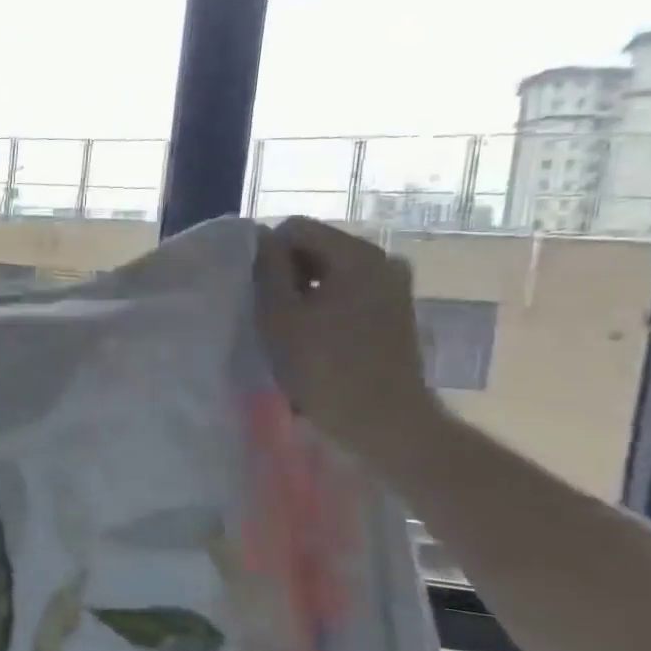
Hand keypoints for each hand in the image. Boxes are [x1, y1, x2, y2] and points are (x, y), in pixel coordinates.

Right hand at [253, 216, 440, 463]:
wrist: (385, 422)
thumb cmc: (324, 368)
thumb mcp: (280, 316)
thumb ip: (267, 269)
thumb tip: (259, 237)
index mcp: (357, 254)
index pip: (296, 228)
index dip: (266, 254)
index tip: (254, 290)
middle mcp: (383, 259)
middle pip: (317, 246)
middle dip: (287, 272)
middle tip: (268, 310)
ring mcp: (395, 285)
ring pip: (331, 271)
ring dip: (305, 290)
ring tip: (289, 326)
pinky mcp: (397, 310)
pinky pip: (349, 290)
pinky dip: (326, 304)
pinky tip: (314, 336)